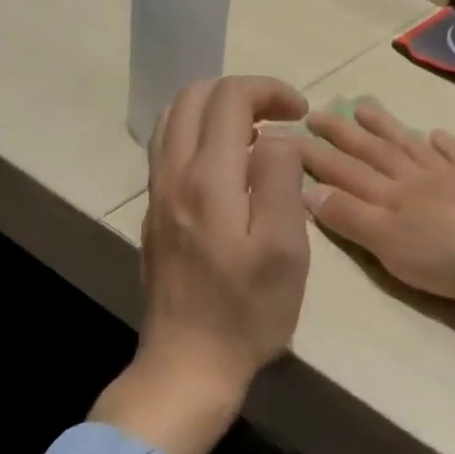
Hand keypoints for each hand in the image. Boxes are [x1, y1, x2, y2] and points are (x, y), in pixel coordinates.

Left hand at [92, 76, 311, 453]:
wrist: (188, 363)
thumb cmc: (248, 310)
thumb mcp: (284, 248)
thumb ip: (280, 178)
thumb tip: (276, 136)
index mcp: (208, 178)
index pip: (230, 97)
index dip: (269, 90)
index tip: (301, 113)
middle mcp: (173, 175)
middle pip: (194, 97)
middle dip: (242, 92)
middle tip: (280, 118)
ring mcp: (157, 194)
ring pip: (174, 120)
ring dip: (216, 111)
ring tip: (255, 137)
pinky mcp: (154, 214)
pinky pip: (168, 149)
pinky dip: (199, 135)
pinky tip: (228, 168)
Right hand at [299, 99, 454, 301]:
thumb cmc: (452, 255)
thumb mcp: (391, 245)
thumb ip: (352, 218)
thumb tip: (309, 190)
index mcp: (390, 195)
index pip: (343, 171)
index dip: (315, 155)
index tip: (287, 135)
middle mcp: (415, 178)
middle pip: (373, 151)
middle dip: (341, 134)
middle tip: (316, 112)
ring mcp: (450, 177)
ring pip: (410, 146)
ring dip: (386, 127)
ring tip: (365, 107)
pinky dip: (445, 144)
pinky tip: (437, 133)